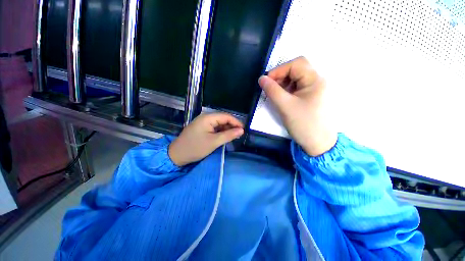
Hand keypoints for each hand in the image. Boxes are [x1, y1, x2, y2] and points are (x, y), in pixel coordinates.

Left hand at [168, 113, 243, 165]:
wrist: (177, 155)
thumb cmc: (195, 148)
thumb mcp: (214, 142)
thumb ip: (229, 135)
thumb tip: (242, 130)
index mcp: (208, 118)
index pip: (226, 116)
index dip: (236, 122)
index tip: (243, 130)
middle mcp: (205, 117)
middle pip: (223, 119)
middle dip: (232, 126)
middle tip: (239, 135)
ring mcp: (203, 122)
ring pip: (219, 123)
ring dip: (227, 129)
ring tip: (234, 137)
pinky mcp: (202, 128)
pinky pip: (214, 127)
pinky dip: (221, 132)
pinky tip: (225, 137)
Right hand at [258, 57, 336, 155]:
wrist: (318, 143)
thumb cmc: (304, 124)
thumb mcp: (285, 106)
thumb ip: (272, 90)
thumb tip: (261, 78)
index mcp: (315, 80)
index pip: (296, 64)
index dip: (279, 70)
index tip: (266, 81)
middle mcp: (317, 80)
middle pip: (297, 69)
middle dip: (281, 76)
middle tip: (270, 88)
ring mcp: (315, 89)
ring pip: (296, 78)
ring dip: (283, 83)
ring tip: (275, 94)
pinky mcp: (311, 96)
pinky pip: (297, 87)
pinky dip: (287, 90)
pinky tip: (282, 98)